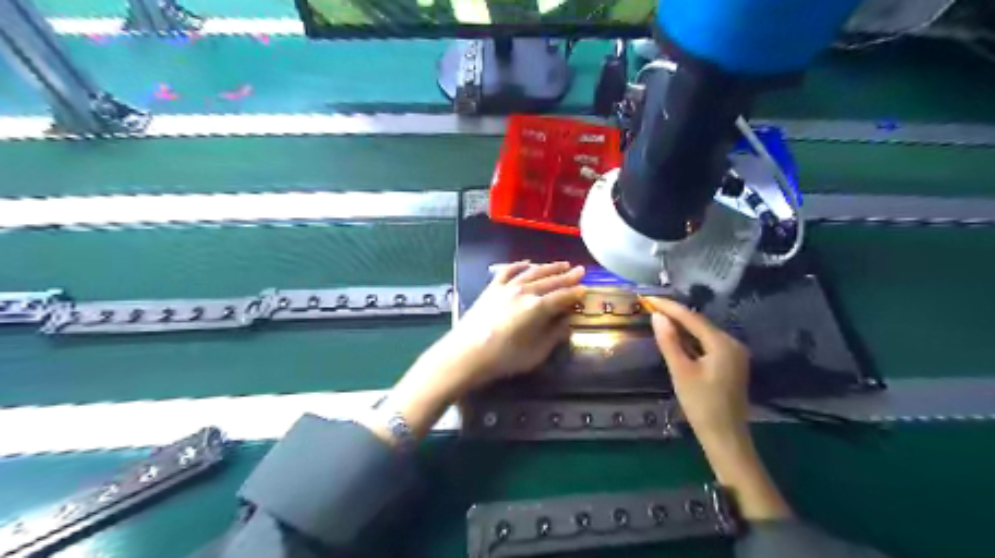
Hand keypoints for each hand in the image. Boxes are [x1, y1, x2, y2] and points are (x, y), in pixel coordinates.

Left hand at [432, 260, 584, 392]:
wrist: (466, 354)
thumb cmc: (504, 358)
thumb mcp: (536, 353)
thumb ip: (554, 335)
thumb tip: (567, 323)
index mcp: (538, 308)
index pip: (562, 297)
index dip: (575, 293)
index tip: (585, 289)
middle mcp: (524, 292)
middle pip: (550, 281)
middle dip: (567, 276)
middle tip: (580, 270)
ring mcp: (507, 287)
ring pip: (532, 272)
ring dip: (549, 267)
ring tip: (561, 264)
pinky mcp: (492, 288)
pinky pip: (509, 271)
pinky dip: (520, 265)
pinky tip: (527, 263)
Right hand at [646, 299, 794, 520]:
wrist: (725, 438)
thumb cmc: (701, 405)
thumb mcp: (681, 371)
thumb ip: (669, 342)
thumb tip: (658, 316)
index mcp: (723, 344)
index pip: (692, 318)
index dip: (669, 307)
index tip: (649, 298)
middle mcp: (732, 344)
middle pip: (699, 323)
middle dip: (675, 314)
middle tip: (651, 306)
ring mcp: (734, 355)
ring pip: (703, 333)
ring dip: (682, 326)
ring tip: (659, 317)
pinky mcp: (730, 365)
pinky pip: (707, 344)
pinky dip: (690, 339)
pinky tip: (676, 338)